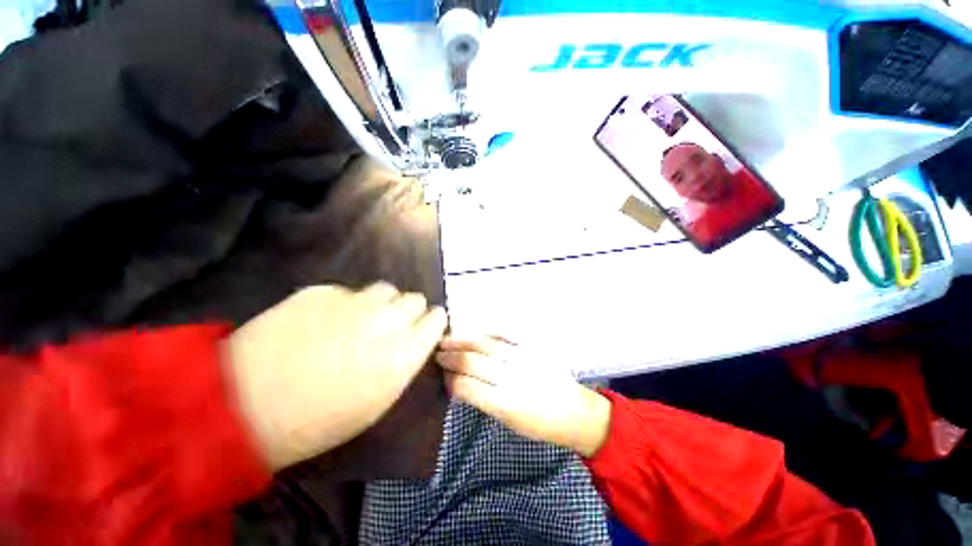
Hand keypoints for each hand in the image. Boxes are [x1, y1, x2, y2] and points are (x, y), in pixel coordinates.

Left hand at [225, 283, 447, 470]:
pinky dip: (343, 303)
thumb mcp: (379, 400)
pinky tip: (321, 321)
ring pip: (386, 289)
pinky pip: (347, 292)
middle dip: (408, 310)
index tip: (424, 326)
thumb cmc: (319, 420)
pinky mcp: (323, 291)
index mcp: (406, 352)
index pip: (437, 319)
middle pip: (415, 298)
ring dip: (381, 302)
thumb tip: (413, 339)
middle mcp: (389, 320)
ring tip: (361, 318)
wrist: (244, 407)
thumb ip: (404, 361)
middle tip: (390, 325)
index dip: (432, 321)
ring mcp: (355, 302)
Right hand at [436, 337, 610, 456]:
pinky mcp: (533, 347)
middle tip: (437, 353)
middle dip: (451, 357)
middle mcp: (513, 377)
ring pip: (486, 344)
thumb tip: (459, 382)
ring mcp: (524, 358)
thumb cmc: (539, 424)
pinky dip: (486, 332)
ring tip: (447, 339)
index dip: (450, 379)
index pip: (467, 387)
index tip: (442, 375)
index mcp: (506, 404)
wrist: (574, 410)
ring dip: (463, 341)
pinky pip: (505, 334)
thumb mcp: (508, 421)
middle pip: (474, 361)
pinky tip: (474, 332)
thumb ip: (483, 400)